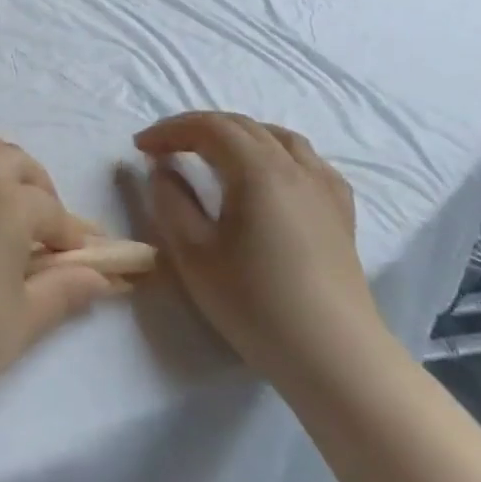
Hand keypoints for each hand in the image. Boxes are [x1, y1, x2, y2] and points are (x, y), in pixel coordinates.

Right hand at [134, 112, 387, 383]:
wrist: (334, 356)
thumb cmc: (255, 304)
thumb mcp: (193, 254)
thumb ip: (170, 202)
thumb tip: (162, 169)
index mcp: (257, 170)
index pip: (208, 127)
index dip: (169, 130)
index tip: (140, 146)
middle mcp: (294, 167)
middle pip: (242, 126)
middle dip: (198, 128)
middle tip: (165, 147)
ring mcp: (323, 187)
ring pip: (278, 137)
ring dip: (237, 135)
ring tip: (213, 153)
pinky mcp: (341, 212)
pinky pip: (307, 161)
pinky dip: (276, 153)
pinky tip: (269, 176)